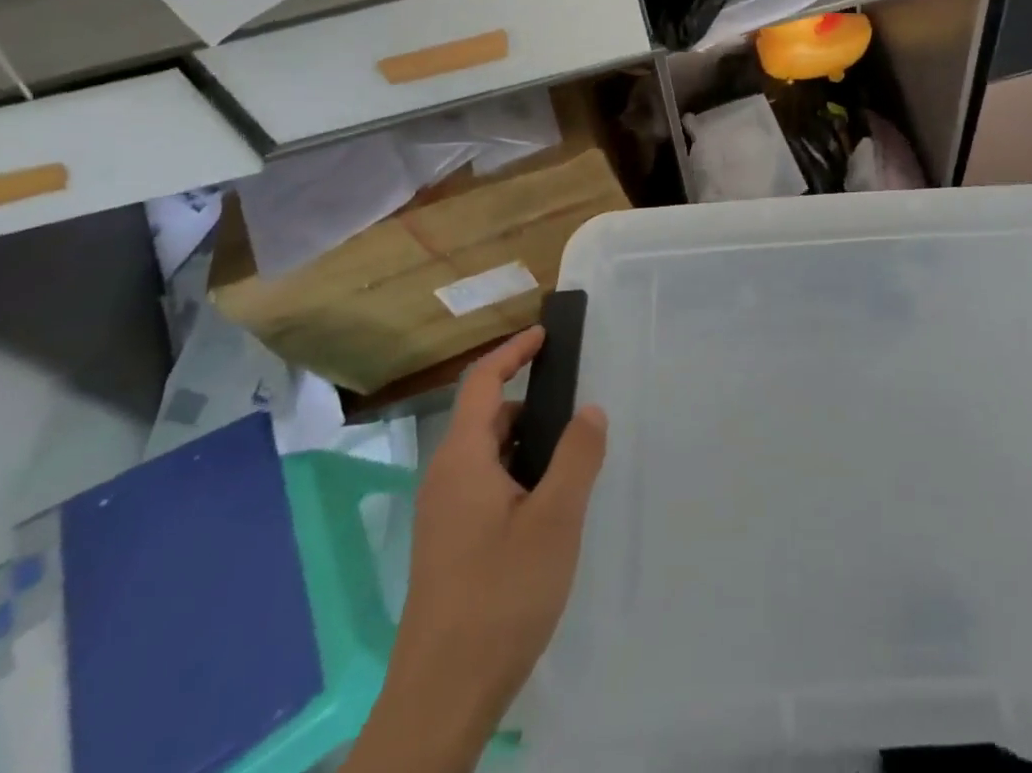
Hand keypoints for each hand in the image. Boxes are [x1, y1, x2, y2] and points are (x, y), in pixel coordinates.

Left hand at [347, 327, 606, 772]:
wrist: (441, 698)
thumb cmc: (500, 596)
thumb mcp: (555, 520)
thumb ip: (576, 456)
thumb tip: (590, 408)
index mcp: (462, 460)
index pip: (482, 382)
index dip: (513, 351)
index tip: (546, 334)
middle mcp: (445, 478)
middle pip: (486, 418)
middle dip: (531, 403)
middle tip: (578, 406)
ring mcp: (443, 516)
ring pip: (488, 457)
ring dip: (527, 444)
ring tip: (573, 458)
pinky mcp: (449, 546)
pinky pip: (485, 487)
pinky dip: (518, 475)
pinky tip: (549, 507)